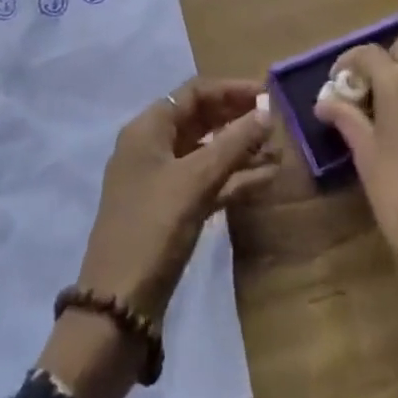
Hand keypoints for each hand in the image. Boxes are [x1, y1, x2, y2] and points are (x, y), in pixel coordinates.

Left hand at [38, 79, 276, 397]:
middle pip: (201, 119)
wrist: (118, 308)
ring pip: (206, 152)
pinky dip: (234, 178)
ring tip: (279, 151)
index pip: (194, 92)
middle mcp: (152, 147)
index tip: (268, 94)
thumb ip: (233, 144)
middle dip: (238, 118)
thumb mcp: (195, 181)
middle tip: (277, 123)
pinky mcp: (172, 211)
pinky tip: (266, 180)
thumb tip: (268, 111)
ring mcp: (161, 180)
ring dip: (240, 150)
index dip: (231, 89)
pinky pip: (207, 182)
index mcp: (148, 128)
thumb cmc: (153, 228)